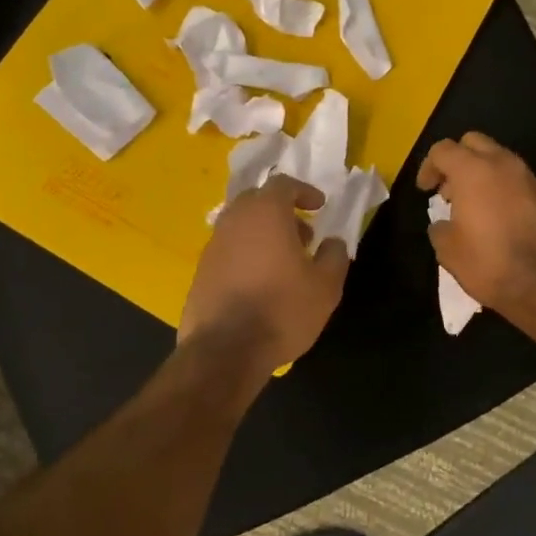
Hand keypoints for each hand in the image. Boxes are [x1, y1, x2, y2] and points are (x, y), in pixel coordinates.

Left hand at [180, 176, 349, 374]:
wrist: (225, 350)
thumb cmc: (282, 309)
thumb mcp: (325, 286)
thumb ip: (334, 256)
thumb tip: (333, 242)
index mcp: (265, 213)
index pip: (282, 184)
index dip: (304, 192)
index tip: (319, 207)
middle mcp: (234, 221)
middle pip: (257, 201)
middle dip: (282, 212)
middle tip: (302, 236)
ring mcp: (213, 246)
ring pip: (240, 226)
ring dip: (263, 234)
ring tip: (284, 263)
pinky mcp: (200, 272)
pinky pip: (228, 251)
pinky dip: (246, 255)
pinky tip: (260, 283)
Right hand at [417, 132, 535, 316]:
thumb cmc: (487, 261)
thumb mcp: (447, 248)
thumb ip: (439, 226)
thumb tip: (444, 223)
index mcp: (472, 170)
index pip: (443, 149)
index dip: (428, 167)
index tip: (425, 190)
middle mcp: (502, 163)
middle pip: (473, 142)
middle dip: (457, 159)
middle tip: (448, 189)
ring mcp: (527, 177)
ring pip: (498, 157)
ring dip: (481, 172)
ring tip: (472, 204)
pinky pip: (515, 178)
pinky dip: (501, 186)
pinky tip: (496, 215)